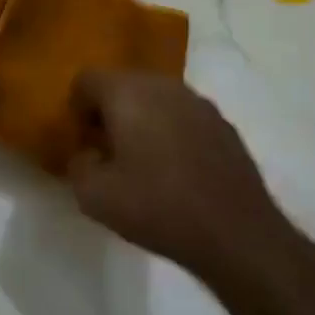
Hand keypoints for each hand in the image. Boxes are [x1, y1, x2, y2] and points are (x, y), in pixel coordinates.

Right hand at [66, 70, 292, 281]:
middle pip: (122, 84)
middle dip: (109, 111)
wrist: (237, 235)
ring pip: (156, 99)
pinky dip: (171, 132)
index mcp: (128, 94)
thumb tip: (88, 154)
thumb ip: (78, 165)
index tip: (82, 141)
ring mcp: (199, 104)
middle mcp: (164, 87)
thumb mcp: (94, 196)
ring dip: (141, 120)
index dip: (77, 108)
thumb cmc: (157, 207)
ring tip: (141, 162)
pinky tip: (176, 171)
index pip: (87, 79)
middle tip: (106, 151)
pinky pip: (183, 117)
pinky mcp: (224, 126)